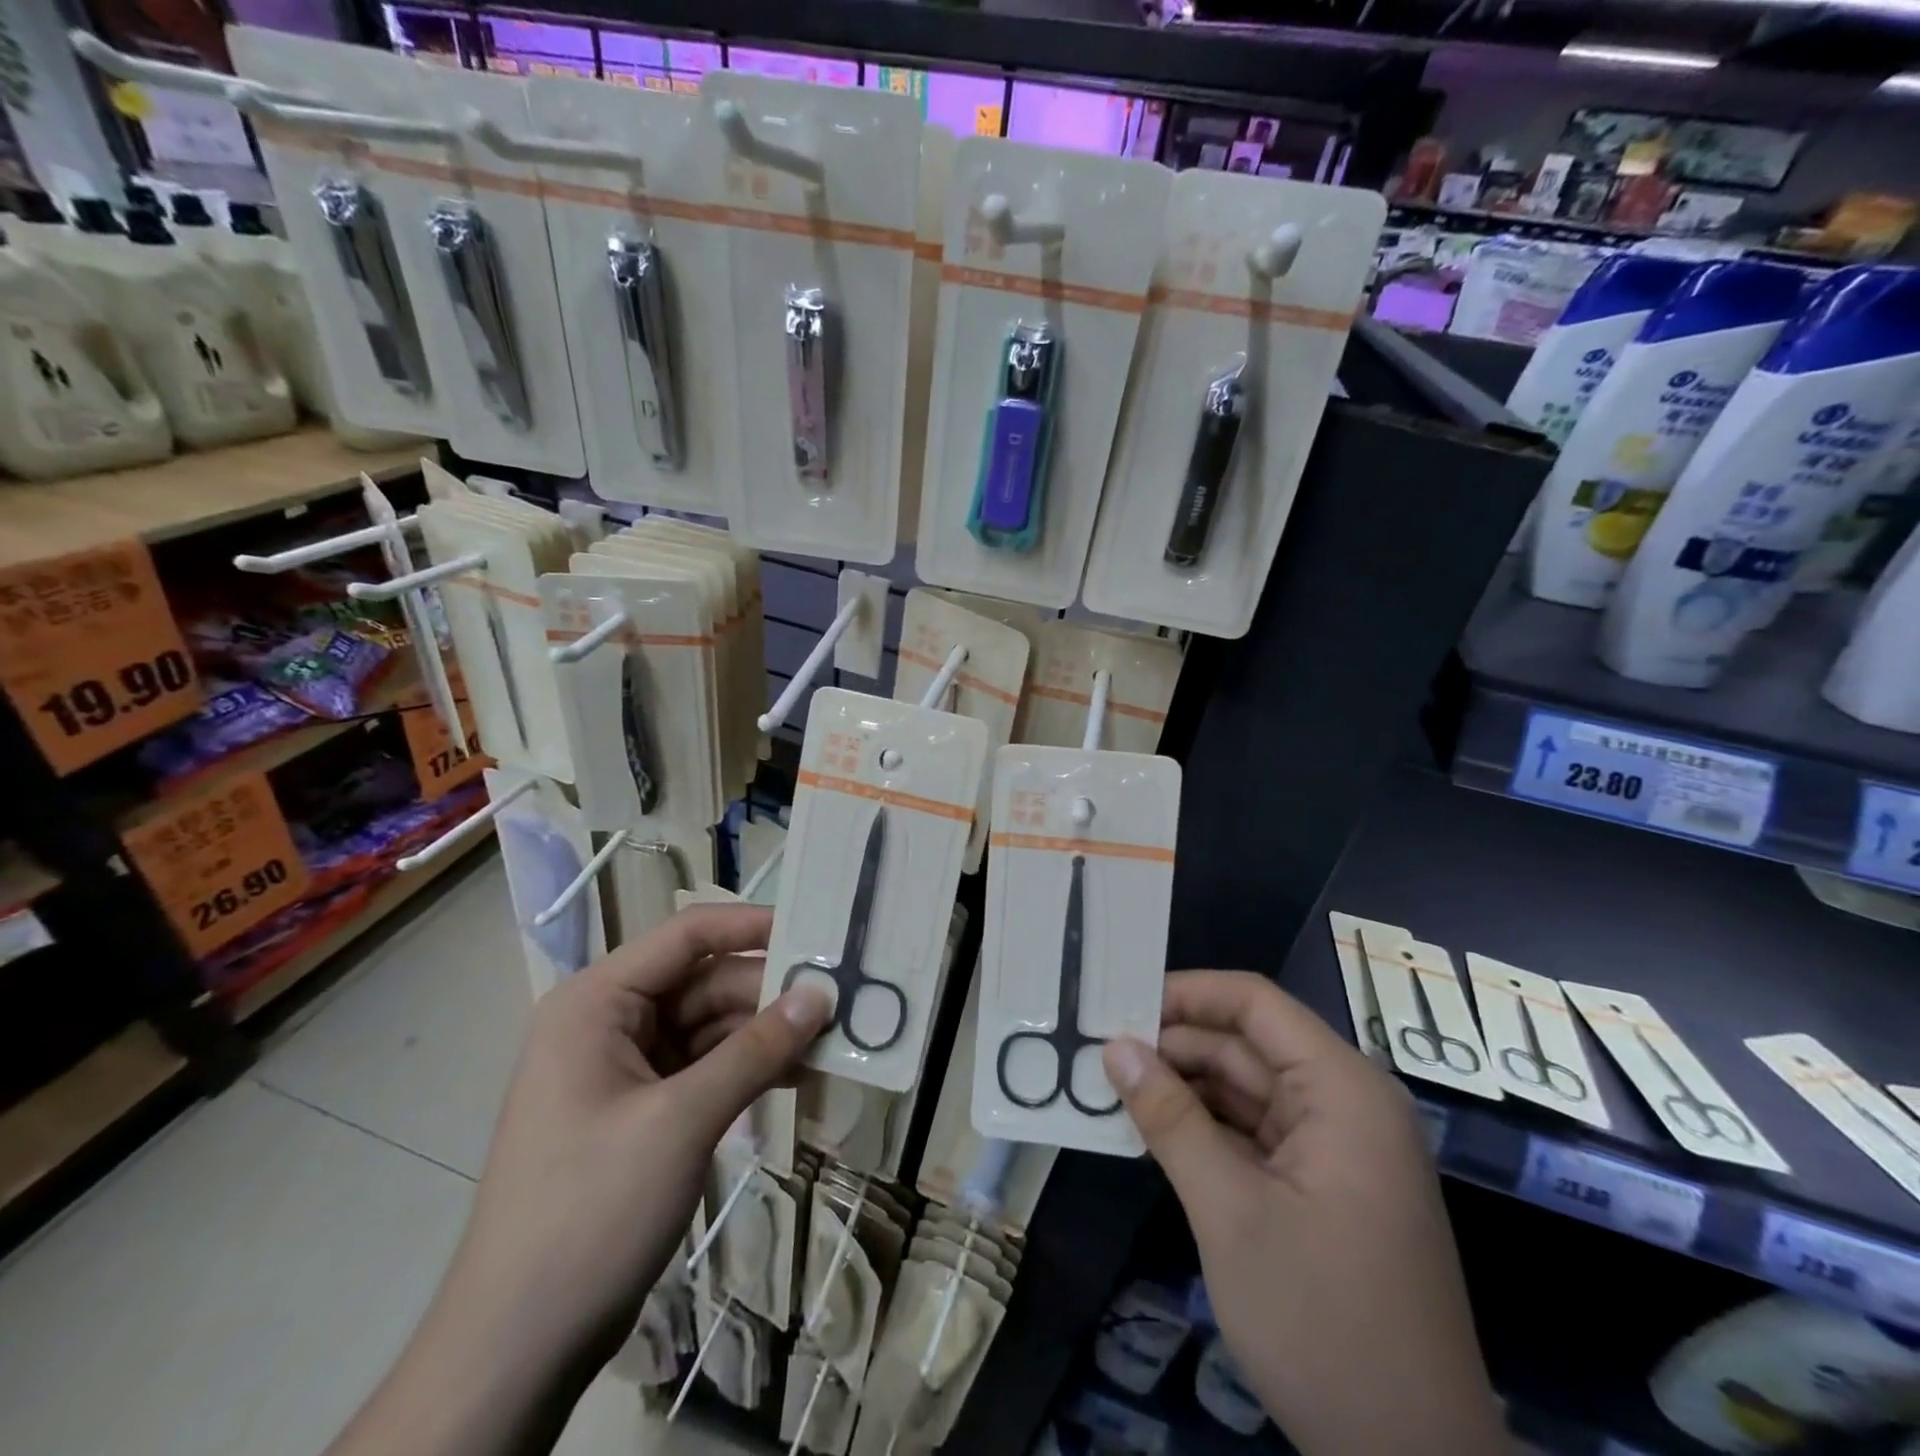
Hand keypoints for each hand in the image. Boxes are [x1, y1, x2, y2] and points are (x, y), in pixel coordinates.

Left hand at [325, 905, 829, 1455]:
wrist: (518, 1345)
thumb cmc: (591, 1210)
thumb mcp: (682, 1121)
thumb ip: (756, 1050)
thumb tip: (821, 994)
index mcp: (597, 1002)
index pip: (686, 936)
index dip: (752, 926)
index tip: (816, 933)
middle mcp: (609, 1022)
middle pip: (704, 982)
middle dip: (769, 993)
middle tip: (840, 1000)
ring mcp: (625, 1067)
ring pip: (710, 1026)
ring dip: (765, 1034)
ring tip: (830, 1040)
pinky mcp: (642, 1108)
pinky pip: (704, 1067)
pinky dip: (747, 1069)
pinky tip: (797, 1077)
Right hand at [1103, 972, 1504, 1455]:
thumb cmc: (1324, 1324)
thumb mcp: (1230, 1213)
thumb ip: (1169, 1118)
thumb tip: (1114, 1048)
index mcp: (1343, 1090)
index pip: (1256, 1003)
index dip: (1187, 992)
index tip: (1121, 1002)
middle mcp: (1344, 1104)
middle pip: (1247, 1044)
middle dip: (1174, 1043)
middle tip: (1098, 1048)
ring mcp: (1335, 1148)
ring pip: (1246, 1088)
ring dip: (1183, 1086)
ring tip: (1111, 1082)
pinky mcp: (1322, 1186)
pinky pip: (1253, 1131)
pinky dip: (1204, 1126)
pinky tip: (1151, 1127)